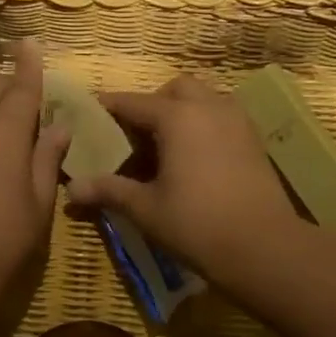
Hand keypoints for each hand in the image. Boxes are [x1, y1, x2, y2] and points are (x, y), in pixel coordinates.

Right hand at [66, 75, 297, 281]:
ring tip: (165, 148)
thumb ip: (108, 190)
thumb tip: (70, 189)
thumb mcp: (145, 208)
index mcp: (177, 117)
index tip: (88, 116)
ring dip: (181, 112)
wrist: (265, 247)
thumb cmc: (197, 223)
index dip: (107, 108)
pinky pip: (222, 117)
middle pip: (174, 89)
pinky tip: (193, 160)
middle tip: (135, 136)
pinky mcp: (254, 140)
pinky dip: (203, 126)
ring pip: (204, 99)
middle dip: (152, 104)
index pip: (132, 103)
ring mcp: (237, 121)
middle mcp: (209, 107)